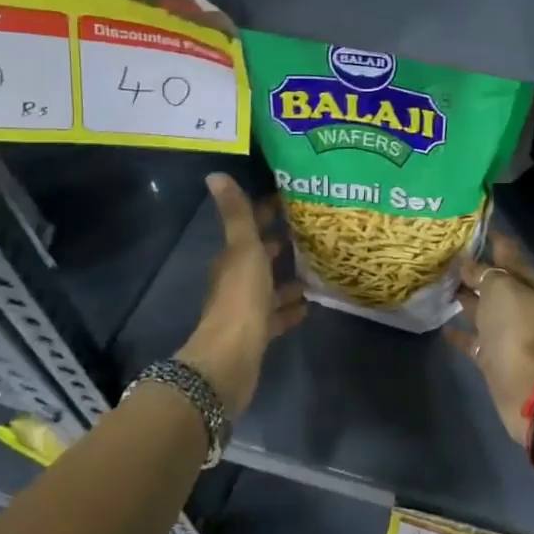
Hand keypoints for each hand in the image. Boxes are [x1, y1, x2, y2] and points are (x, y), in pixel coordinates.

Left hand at [178, 174, 305, 418]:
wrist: (231, 358)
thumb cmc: (241, 298)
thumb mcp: (244, 250)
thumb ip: (236, 214)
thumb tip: (215, 174)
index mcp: (232, 258)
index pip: (250, 226)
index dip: (267, 211)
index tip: (294, 199)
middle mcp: (236, 280)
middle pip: (260, 256)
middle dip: (282, 242)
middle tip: (314, 229)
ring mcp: (247, 308)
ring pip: (270, 286)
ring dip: (289, 277)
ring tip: (319, 266)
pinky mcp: (258, 333)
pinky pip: (277, 315)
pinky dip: (290, 308)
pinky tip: (310, 304)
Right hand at [446, 231, 533, 444]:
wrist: (525, 384)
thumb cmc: (515, 327)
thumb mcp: (500, 288)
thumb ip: (482, 272)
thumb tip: (466, 263)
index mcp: (525, 281)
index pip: (506, 249)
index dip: (488, 235)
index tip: (462, 224)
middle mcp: (517, 301)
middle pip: (492, 278)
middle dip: (470, 266)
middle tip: (438, 253)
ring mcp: (504, 329)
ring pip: (480, 305)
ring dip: (462, 295)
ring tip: (433, 282)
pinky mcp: (491, 353)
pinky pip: (472, 337)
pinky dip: (458, 330)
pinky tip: (439, 324)